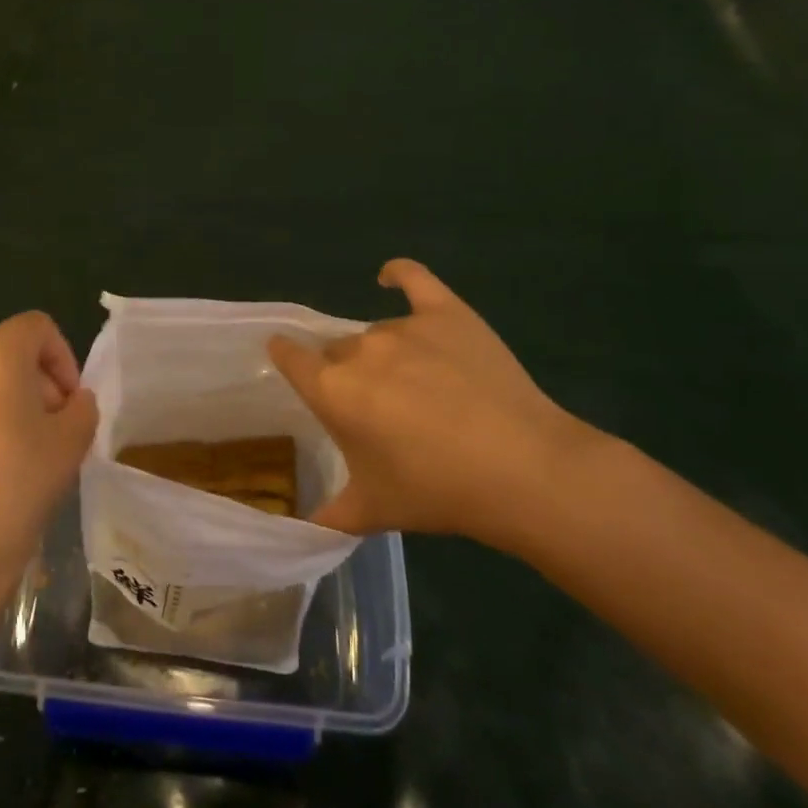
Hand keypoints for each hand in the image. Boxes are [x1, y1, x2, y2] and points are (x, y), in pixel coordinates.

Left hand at [0, 311, 98, 598]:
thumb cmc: (20, 485)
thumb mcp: (73, 441)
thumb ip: (83, 407)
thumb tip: (72, 402)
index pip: (36, 327)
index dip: (63, 356)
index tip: (71, 401)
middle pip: (6, 355)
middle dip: (37, 383)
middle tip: (54, 429)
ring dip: (7, 405)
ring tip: (22, 453)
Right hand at [268, 260, 607, 552]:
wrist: (522, 470)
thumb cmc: (437, 491)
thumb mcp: (372, 511)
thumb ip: (326, 517)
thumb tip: (298, 532)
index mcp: (332, 390)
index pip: (289, 357)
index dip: (285, 358)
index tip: (289, 364)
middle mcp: (360, 350)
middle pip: (337, 350)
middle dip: (345, 373)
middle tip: (375, 408)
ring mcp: (405, 326)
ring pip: (376, 332)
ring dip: (382, 354)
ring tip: (414, 387)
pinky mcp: (447, 313)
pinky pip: (415, 280)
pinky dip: (399, 275)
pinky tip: (389, 277)